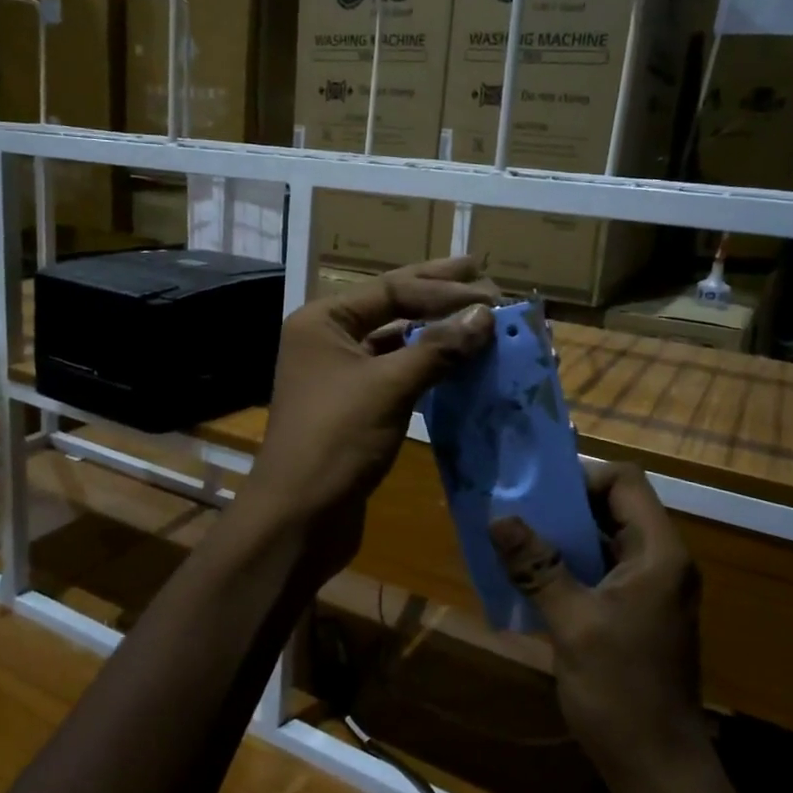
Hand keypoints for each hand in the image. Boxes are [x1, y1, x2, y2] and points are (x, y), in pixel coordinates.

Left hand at [247, 257, 497, 579]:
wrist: (299, 517)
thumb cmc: (337, 439)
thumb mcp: (389, 387)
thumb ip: (438, 348)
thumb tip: (485, 315)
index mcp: (323, 321)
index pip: (391, 289)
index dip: (444, 289)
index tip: (493, 291)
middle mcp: (328, 339)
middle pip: (392, 306)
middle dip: (438, 293)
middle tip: (484, 275)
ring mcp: (340, 374)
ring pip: (397, 342)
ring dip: (438, 332)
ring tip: (481, 319)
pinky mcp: (356, 407)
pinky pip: (398, 374)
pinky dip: (429, 367)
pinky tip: (460, 364)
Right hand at [489, 464, 706, 784]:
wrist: (659, 769)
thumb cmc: (622, 692)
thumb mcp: (573, 624)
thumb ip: (537, 567)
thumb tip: (500, 518)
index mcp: (658, 553)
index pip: (625, 482)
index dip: (582, 477)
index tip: (537, 495)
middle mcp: (660, 561)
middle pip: (613, 507)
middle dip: (563, 505)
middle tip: (514, 512)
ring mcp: (649, 589)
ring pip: (603, 539)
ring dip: (561, 537)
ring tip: (514, 540)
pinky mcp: (636, 613)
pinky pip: (600, 570)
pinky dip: (568, 566)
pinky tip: (531, 579)